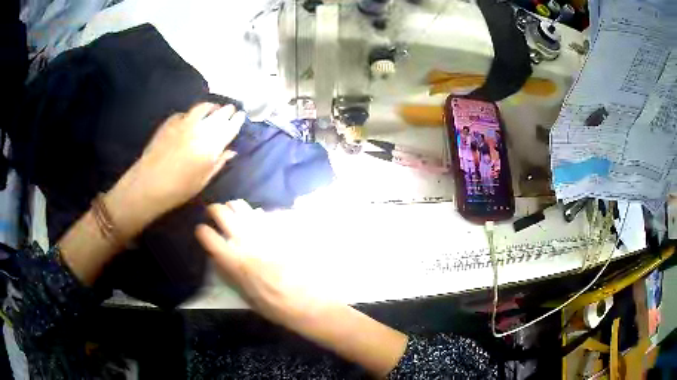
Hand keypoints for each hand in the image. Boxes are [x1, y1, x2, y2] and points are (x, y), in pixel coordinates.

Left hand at [106, 103, 244, 238]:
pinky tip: (190, 118)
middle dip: (227, 110)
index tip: (241, 115)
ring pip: (202, 108)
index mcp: (211, 145)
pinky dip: (191, 113)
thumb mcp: (203, 180)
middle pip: (218, 114)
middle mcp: (200, 129)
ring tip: (213, 108)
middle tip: (230, 109)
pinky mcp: (170, 122)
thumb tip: (231, 151)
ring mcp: (184, 123)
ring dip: (210, 107)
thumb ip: (218, 163)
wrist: (149, 183)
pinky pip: (185, 113)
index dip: (237, 120)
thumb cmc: (179, 189)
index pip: (229, 127)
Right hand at [195, 200, 316, 324]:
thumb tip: (219, 258)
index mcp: (233, 259)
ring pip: (242, 206)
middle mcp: (244, 239)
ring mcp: (264, 230)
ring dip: (234, 207)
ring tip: (233, 211)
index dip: (201, 231)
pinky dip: (257, 215)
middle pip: (221, 212)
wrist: (311, 300)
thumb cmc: (276, 306)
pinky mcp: (281, 228)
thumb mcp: (245, 296)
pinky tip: (259, 219)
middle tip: (213, 213)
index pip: (207, 235)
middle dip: (214, 210)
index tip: (202, 231)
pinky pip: (264, 213)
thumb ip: (229, 274)